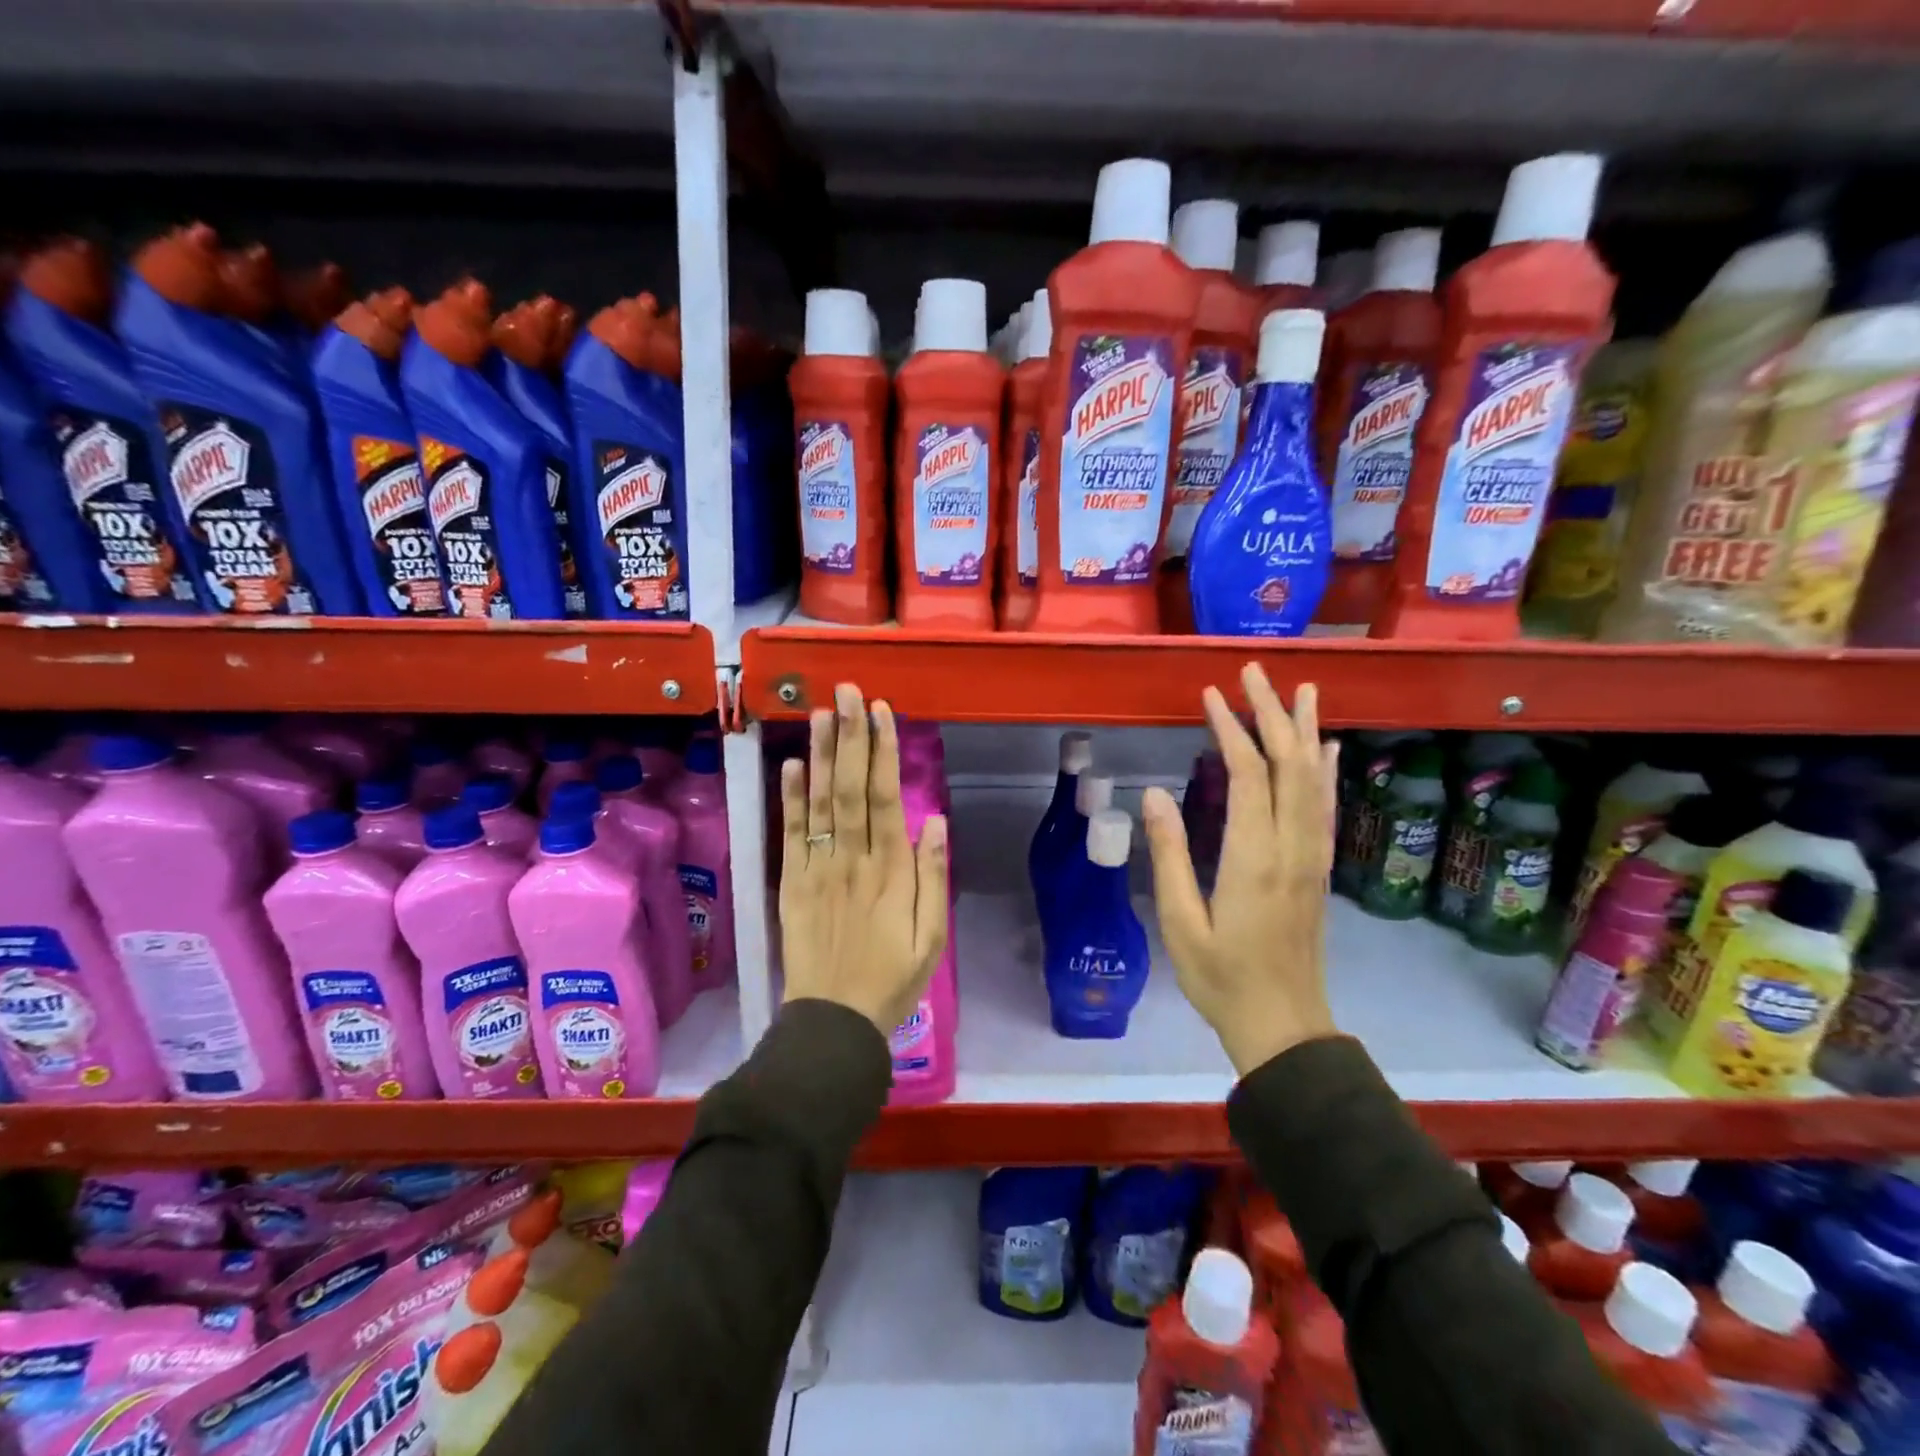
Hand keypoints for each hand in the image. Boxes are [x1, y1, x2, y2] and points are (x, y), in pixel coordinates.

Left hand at [779, 682, 948, 1035]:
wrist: (833, 1021)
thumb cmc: (892, 979)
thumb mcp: (932, 937)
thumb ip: (932, 877)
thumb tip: (934, 819)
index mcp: (890, 871)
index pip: (885, 798)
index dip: (882, 752)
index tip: (882, 712)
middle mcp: (852, 860)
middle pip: (850, 788)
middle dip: (850, 736)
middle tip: (848, 692)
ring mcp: (817, 869)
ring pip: (819, 803)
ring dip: (819, 755)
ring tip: (820, 713)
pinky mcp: (791, 883)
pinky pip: (791, 834)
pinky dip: (790, 798)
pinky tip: (790, 765)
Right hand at [1140, 665, 1338, 1075]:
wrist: (1285, 1027)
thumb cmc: (1222, 979)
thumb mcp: (1181, 923)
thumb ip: (1170, 856)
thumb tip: (1153, 793)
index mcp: (1255, 859)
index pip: (1250, 776)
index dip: (1232, 730)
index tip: (1211, 695)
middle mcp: (1293, 848)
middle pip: (1291, 765)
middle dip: (1273, 713)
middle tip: (1255, 672)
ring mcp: (1313, 858)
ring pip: (1316, 781)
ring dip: (1308, 732)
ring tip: (1303, 689)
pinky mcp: (1319, 870)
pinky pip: (1326, 809)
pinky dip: (1327, 772)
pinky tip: (1328, 749)